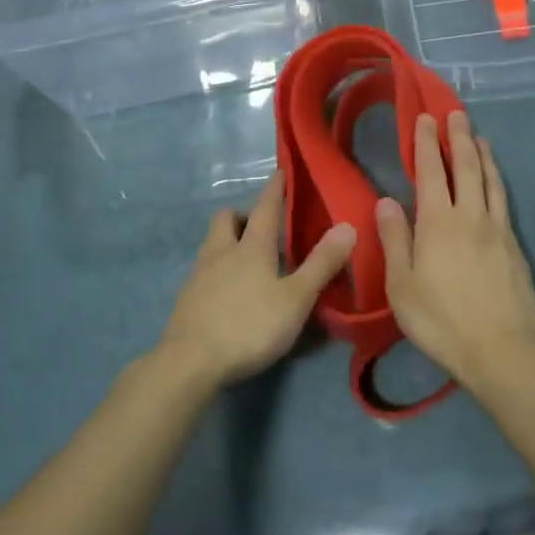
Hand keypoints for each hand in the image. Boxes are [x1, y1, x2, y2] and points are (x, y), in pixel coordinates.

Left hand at [158, 172, 355, 388]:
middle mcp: (221, 252)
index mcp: (250, 247)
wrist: (190, 362)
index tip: (281, 172)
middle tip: (261, 229)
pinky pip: (203, 271)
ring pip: (212, 243)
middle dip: (242, 215)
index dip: (275, 189)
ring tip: (248, 261)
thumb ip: (321, 264)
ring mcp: (199, 275)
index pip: (265, 207)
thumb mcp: (296, 299)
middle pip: (226, 219)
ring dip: (228, 242)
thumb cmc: (249, 326)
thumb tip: (347, 227)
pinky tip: (229, 292)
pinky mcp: (187, 299)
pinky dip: (218, 271)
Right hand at [377, 112, 534, 386]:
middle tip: (455, 113)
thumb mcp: (402, 286)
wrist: (501, 350)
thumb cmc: (441, 321)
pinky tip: (495, 182)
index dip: (427, 142)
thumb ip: (395, 240)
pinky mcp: (515, 247)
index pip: (432, 171)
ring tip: (479, 136)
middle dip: (458, 137)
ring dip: (483, 155)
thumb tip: (386, 200)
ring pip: (490, 181)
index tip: (426, 117)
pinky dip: (497, 181)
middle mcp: (470, 217)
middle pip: (466, 167)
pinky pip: (504, 201)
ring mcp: (498, 230)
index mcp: (438, 223)